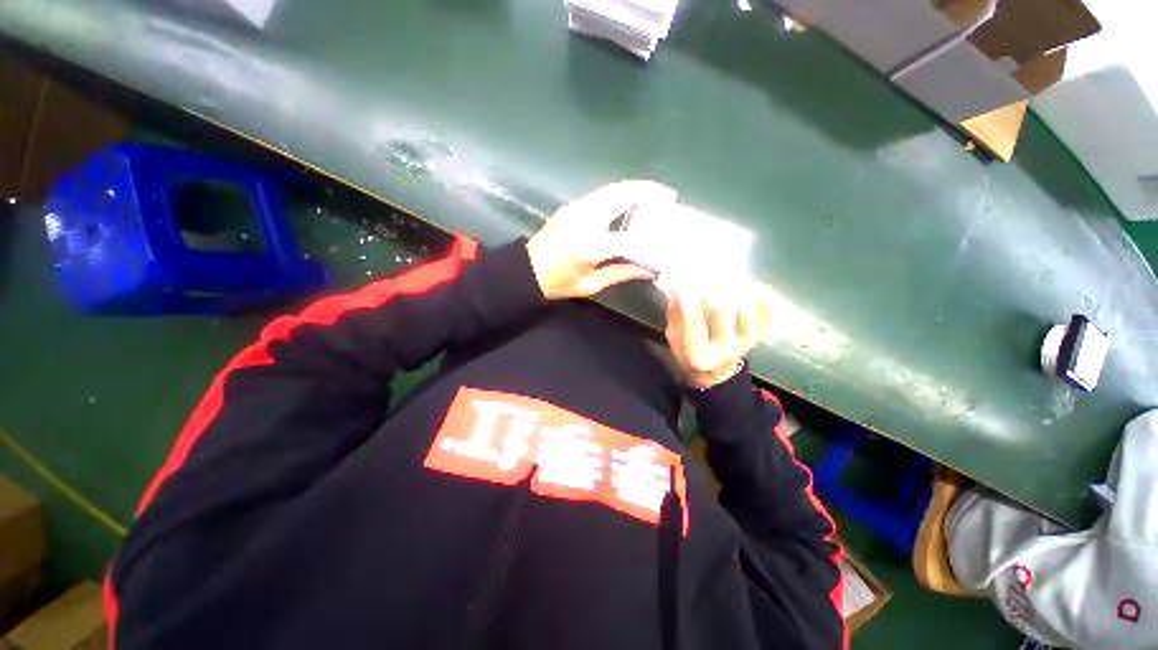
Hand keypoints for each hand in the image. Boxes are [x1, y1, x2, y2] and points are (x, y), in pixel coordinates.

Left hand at [527, 180, 675, 299]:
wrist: (525, 271)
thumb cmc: (557, 283)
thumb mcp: (590, 285)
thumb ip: (621, 273)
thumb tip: (648, 270)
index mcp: (590, 246)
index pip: (629, 238)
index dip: (649, 241)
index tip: (665, 240)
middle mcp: (585, 220)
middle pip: (620, 195)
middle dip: (647, 191)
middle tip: (668, 194)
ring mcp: (575, 209)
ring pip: (610, 190)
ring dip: (633, 188)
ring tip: (653, 193)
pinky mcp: (570, 207)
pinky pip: (599, 196)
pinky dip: (617, 194)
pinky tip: (628, 202)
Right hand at [665, 285, 772, 388]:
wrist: (715, 370)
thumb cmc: (689, 351)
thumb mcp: (673, 338)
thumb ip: (675, 314)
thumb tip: (676, 286)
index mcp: (699, 355)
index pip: (693, 321)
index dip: (686, 297)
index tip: (679, 281)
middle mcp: (726, 351)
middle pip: (723, 310)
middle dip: (709, 287)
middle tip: (701, 274)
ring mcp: (748, 341)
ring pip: (748, 307)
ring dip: (733, 288)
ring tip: (721, 277)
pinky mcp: (762, 333)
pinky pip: (767, 308)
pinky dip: (758, 292)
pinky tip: (742, 284)